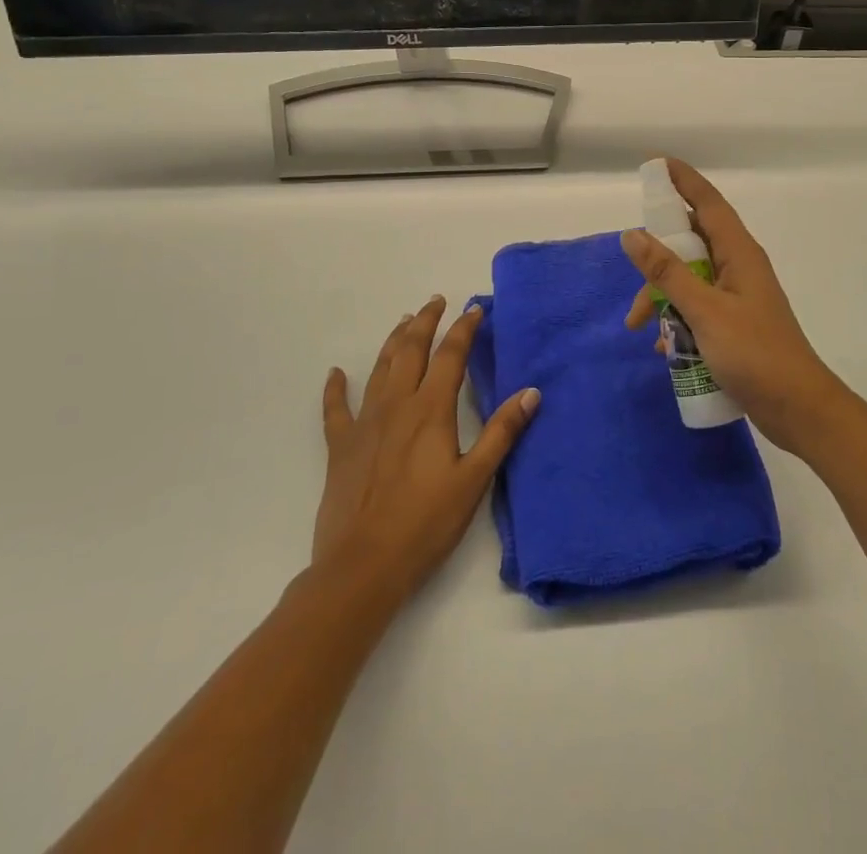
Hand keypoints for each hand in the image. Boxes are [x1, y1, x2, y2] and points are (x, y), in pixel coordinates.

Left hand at [313, 296, 539, 607]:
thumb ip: (501, 433)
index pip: (450, 356)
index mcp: (430, 410)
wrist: (362, 566)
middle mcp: (396, 405)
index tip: (473, 310)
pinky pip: (335, 409)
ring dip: (393, 341)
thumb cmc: (425, 524)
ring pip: (379, 368)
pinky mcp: (340, 446)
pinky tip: (335, 374)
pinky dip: (335, 388)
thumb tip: (531, 392)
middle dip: (426, 322)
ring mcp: (364, 423)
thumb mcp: (473, 480)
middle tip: (436, 301)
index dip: (463, 329)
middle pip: (411, 350)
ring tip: (404, 321)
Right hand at [622, 160, 848, 456]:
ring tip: (641, 329)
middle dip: (658, 257)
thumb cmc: (754, 353)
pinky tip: (664, 350)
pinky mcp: (733, 325)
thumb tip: (632, 234)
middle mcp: (738, 268)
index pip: (707, 203)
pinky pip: (696, 309)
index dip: (684, 180)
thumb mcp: (704, 311)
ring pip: (689, 280)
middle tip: (633, 266)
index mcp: (738, 254)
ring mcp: (736, 297)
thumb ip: (667, 272)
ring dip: (662, 298)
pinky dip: (677, 322)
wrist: (798, 410)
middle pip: (691, 244)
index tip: (657, 164)